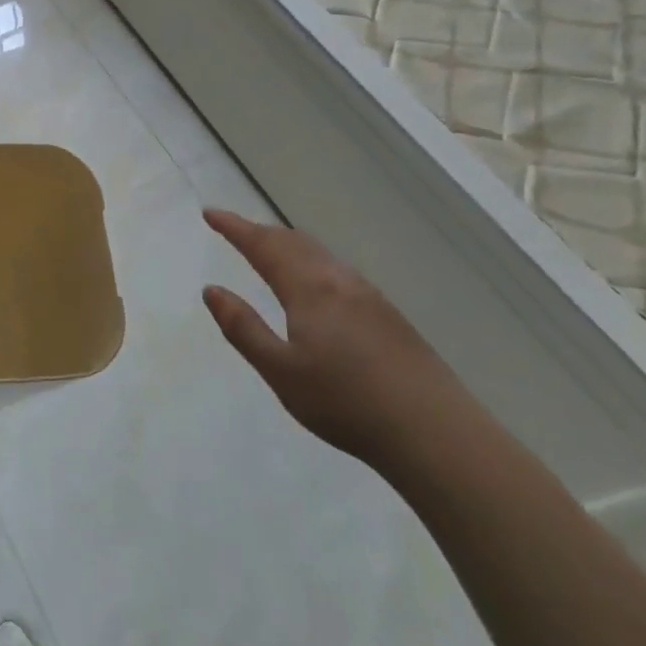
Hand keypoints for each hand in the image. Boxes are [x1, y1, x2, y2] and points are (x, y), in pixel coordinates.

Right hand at [201, 208, 454, 460]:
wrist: (434, 432)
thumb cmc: (345, 403)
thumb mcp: (280, 371)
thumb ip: (243, 328)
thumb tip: (212, 290)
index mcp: (310, 289)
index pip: (263, 246)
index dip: (234, 227)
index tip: (210, 213)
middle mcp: (339, 281)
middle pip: (293, 242)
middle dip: (260, 231)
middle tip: (233, 230)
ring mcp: (369, 296)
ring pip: (319, 254)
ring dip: (287, 244)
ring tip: (267, 250)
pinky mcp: (388, 314)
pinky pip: (337, 270)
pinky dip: (310, 261)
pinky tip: (314, 284)